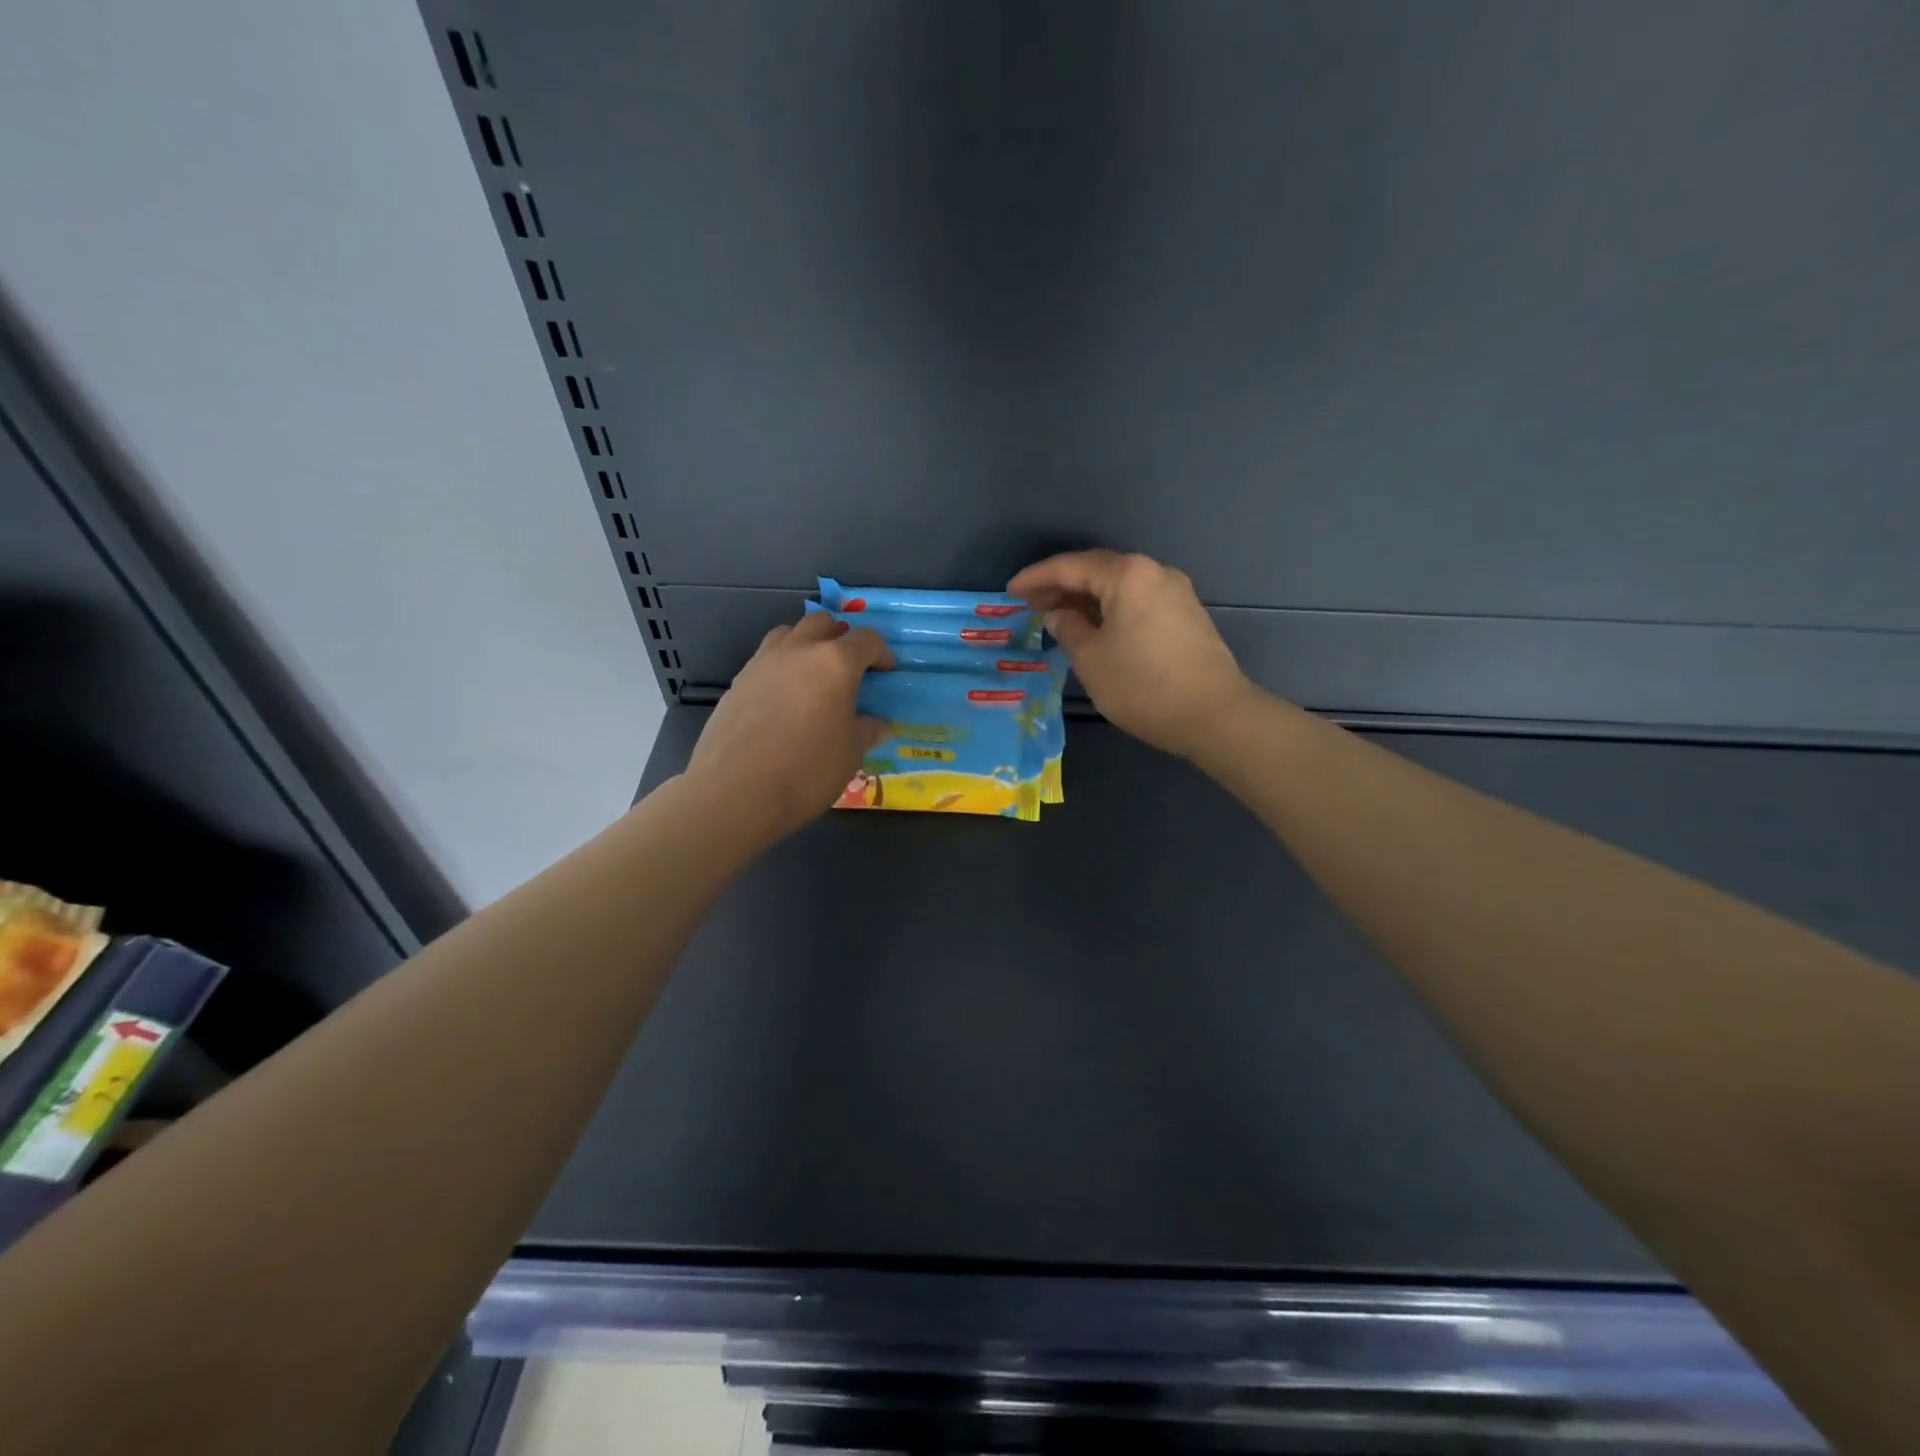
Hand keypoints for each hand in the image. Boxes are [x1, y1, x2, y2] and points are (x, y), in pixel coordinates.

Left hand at [686, 611, 891, 842]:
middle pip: (823, 624)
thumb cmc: (807, 769)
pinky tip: (784, 701)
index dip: (881, 654)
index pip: (866, 640)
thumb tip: (877, 725)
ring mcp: (762, 662)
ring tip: (813, 676)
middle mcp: (798, 651)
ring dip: (806, 645)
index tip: (886, 673)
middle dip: (841, 639)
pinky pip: (765, 660)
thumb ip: (867, 731)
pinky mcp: (738, 682)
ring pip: (789, 634)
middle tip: (849, 668)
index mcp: (835, 662)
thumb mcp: (851, 753)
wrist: (736, 791)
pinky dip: (781, 668)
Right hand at [1009, 550, 1255, 758]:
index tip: (1010, 592)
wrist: (1214, 715)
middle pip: (1097, 570)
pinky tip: (1094, 628)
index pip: (1071, 566)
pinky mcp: (1186, 615)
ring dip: (1086, 598)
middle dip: (1061, 585)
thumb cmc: (1143, 685)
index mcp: (1127, 575)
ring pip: (1119, 586)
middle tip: (1029, 604)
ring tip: (1056, 616)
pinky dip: (1110, 609)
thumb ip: (1068, 629)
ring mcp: (1176, 592)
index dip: (1036, 578)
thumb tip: (1058, 615)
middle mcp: (1154, 572)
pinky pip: (1137, 600)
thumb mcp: (1091, 659)